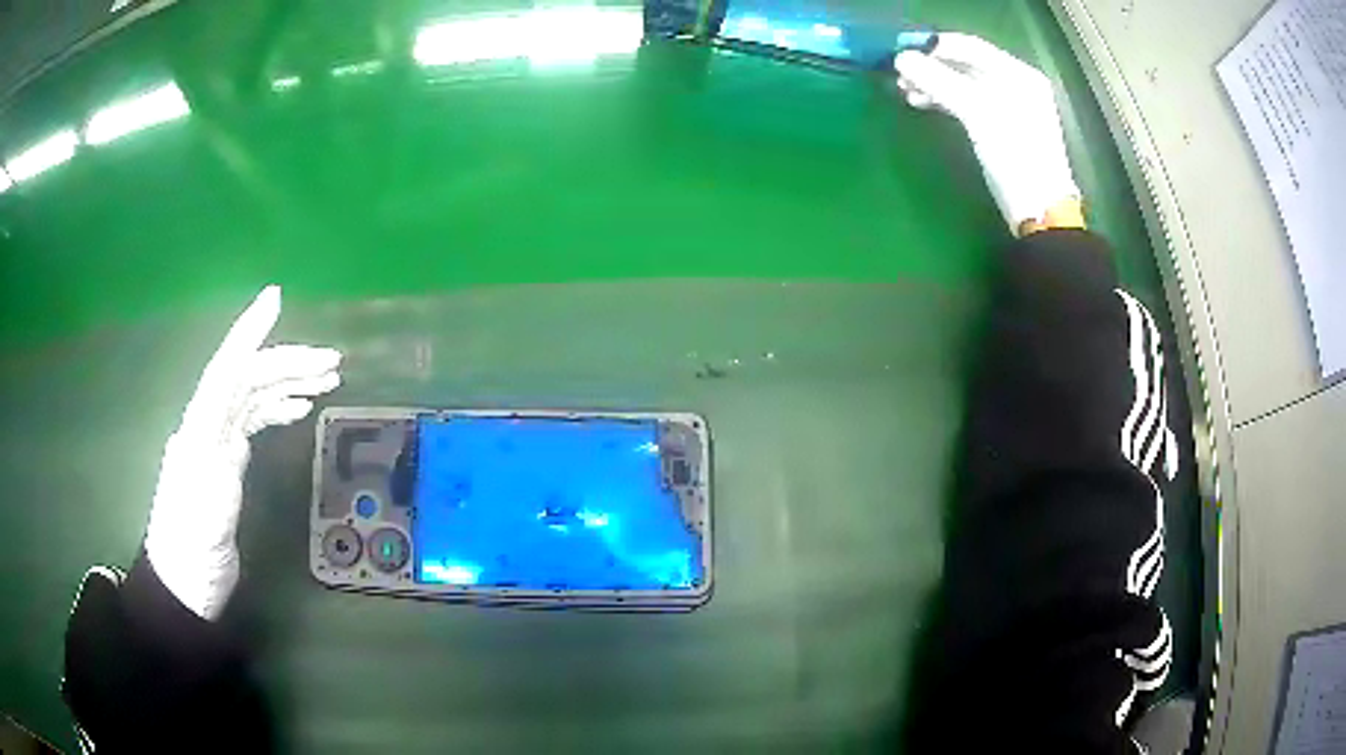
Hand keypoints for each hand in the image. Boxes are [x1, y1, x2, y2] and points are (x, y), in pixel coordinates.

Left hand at [144, 286, 341, 619]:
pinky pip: (254, 420)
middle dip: (287, 362)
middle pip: (247, 379)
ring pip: (253, 396)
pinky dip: (278, 407)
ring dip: (288, 382)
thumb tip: (238, 428)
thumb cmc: (192, 551)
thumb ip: (217, 465)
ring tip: (327, 379)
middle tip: (332, 361)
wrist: (184, 583)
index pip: (224, 370)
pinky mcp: (227, 462)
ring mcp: (217, 443)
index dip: (248, 333)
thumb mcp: (205, 513)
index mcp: (198, 431)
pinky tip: (299, 407)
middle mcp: (207, 426)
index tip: (275, 299)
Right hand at [895, 34, 1081, 234]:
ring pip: (963, 83)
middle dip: (931, 66)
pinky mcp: (1000, 127)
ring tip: (905, 91)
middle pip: (966, 64)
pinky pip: (967, 101)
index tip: (902, 51)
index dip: (935, 46)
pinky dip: (945, 100)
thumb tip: (902, 58)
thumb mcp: (978, 114)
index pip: (970, 46)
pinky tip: (923, 102)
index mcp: (1019, 74)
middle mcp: (1016, 84)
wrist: (1039, 211)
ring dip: (933, 84)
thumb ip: (940, 82)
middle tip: (899, 74)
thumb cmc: (1016, 158)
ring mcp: (1009, 106)